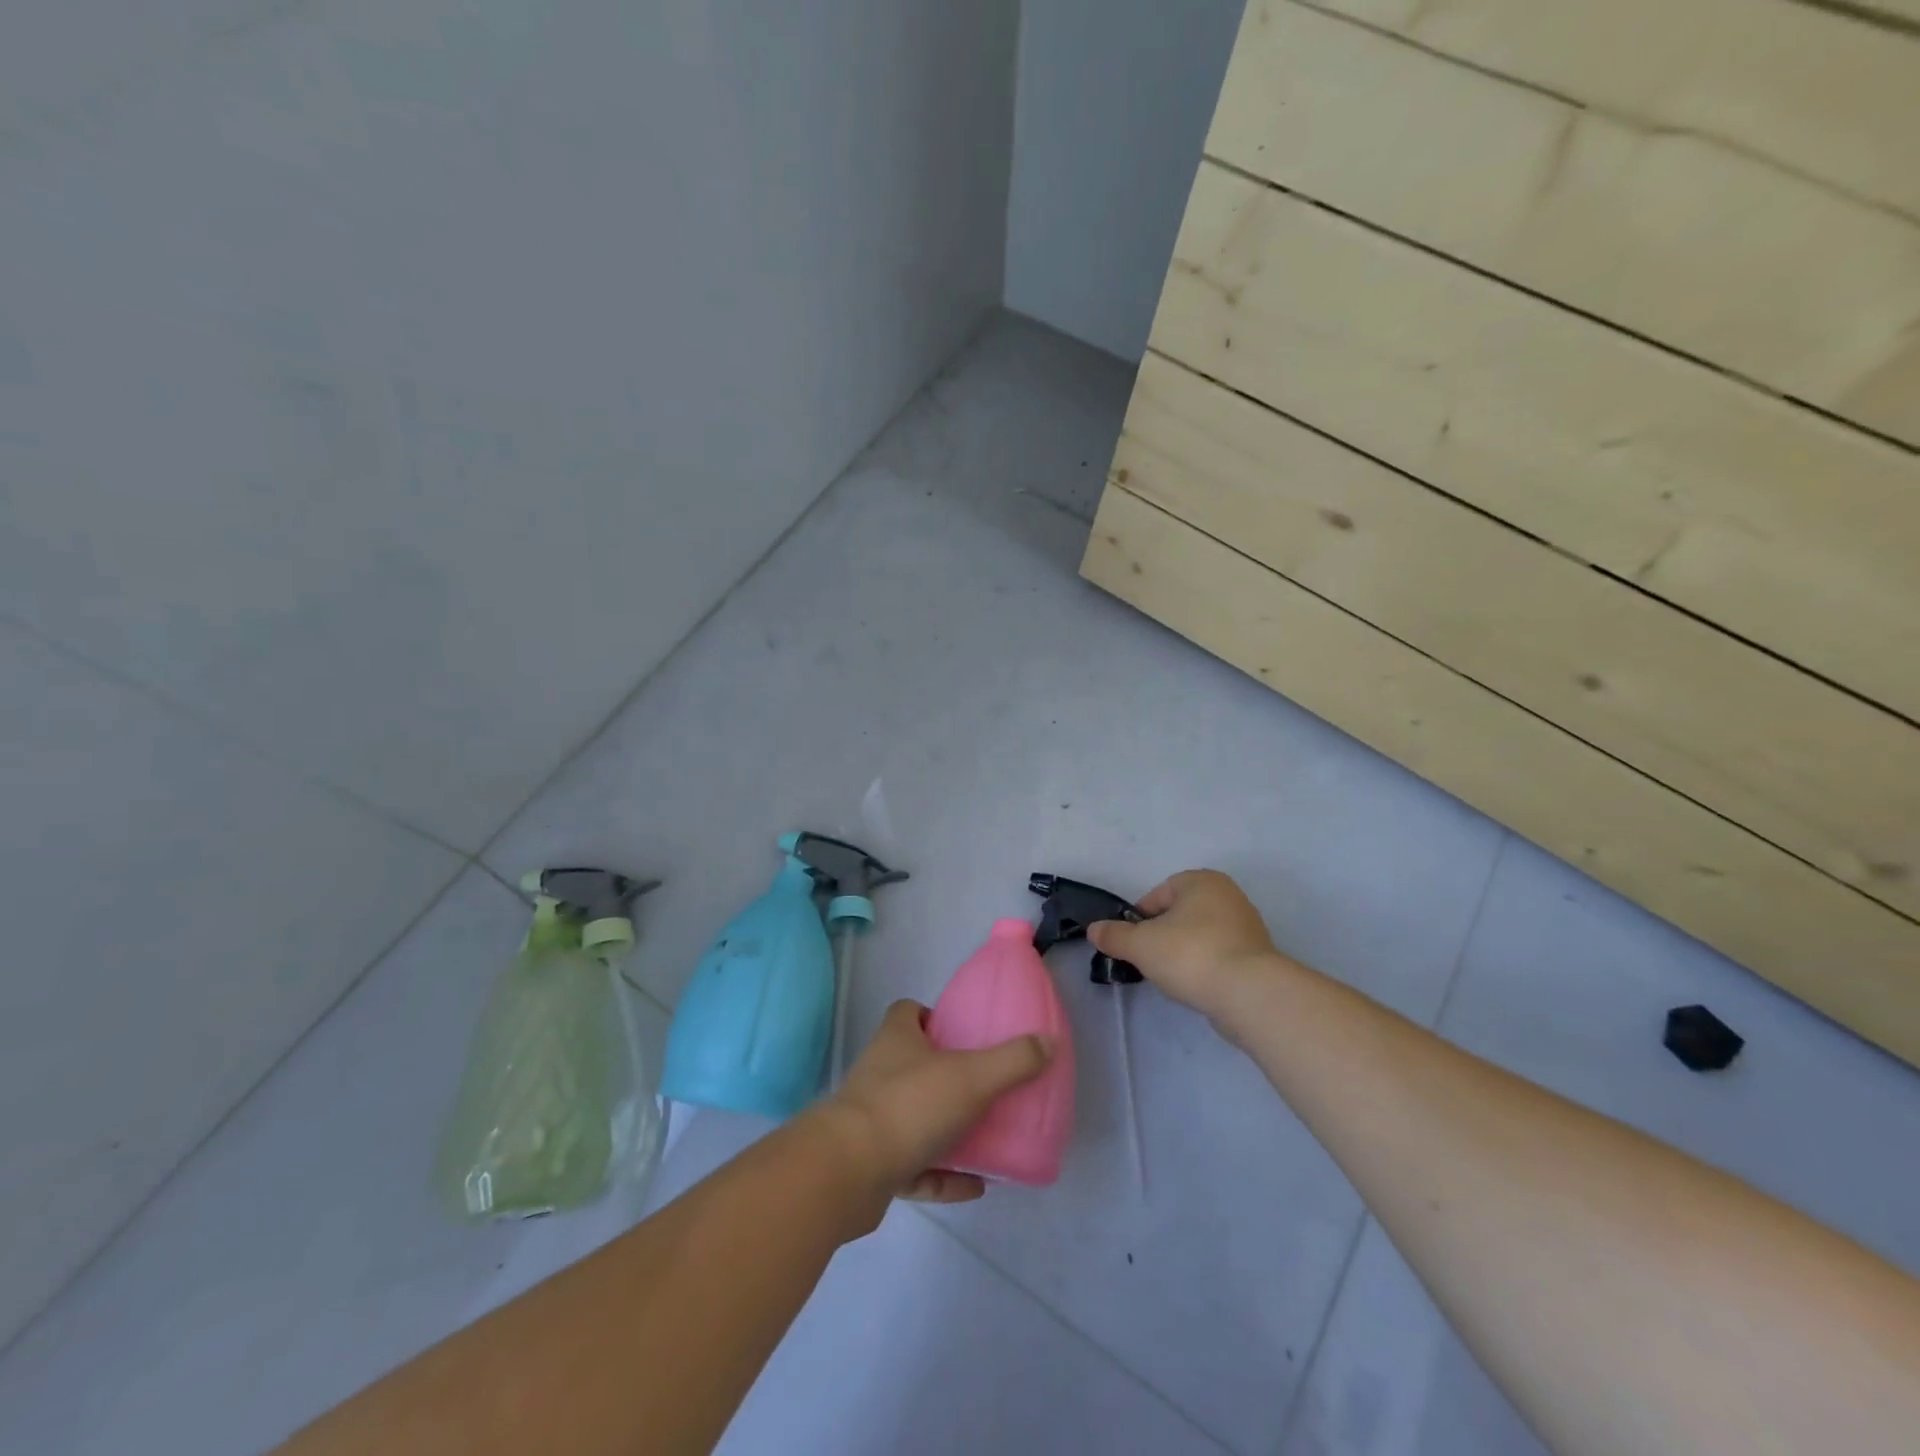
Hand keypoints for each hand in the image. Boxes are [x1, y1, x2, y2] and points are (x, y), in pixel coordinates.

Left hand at [813, 999, 1054, 1208]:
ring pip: (914, 1117)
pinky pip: (915, 1168)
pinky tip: (975, 1186)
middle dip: (946, 1073)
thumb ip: (1012, 1060)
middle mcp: (880, 1073)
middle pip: (913, 1063)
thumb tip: (1048, 1040)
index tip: (962, 1030)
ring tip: (987, 1137)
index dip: (932, 1015)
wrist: (848, 1172)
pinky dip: (943, 1176)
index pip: (908, 1012)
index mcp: (897, 1040)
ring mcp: (874, 1121)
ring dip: (946, 1129)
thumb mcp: (972, 1077)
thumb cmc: (909, 1106)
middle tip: (985, 1085)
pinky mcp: (872, 1166)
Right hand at [1088, 869, 1284, 1019]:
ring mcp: (1247, 926)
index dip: (1139, 919)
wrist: (1250, 994)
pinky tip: (1197, 986)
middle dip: (1162, 936)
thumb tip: (1094, 930)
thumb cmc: (1191, 955)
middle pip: (1180, 914)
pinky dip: (1205, 967)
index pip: (1158, 895)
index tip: (1132, 943)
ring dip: (1183, 953)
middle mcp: (1228, 895)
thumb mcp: (1140, 945)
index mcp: (1202, 881)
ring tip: (1173, 977)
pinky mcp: (1257, 957)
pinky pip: (1219, 956)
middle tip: (1149, 960)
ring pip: (1200, 936)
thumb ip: (1114, 936)